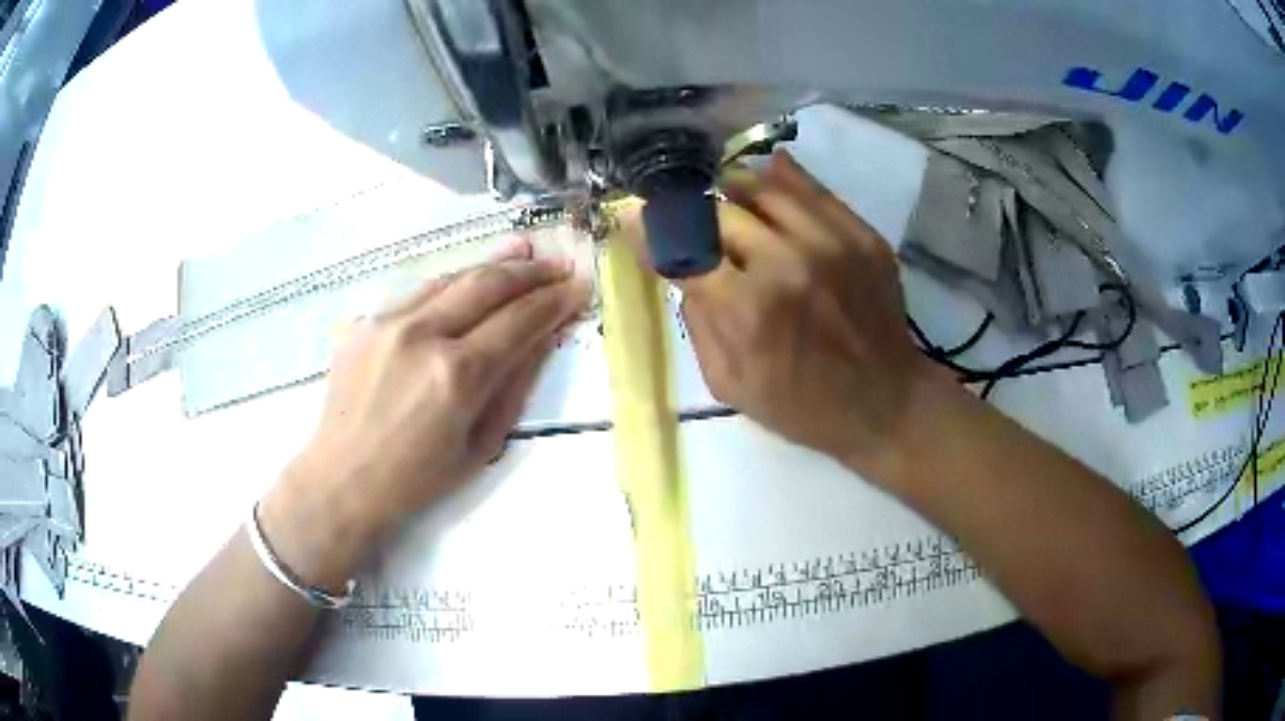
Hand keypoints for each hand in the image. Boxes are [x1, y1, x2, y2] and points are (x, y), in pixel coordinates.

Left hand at [271, 240, 589, 548]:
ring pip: (451, 278)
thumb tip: (542, 338)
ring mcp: (388, 322)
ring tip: (522, 251)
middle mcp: (422, 335)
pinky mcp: (365, 322)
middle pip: (487, 284)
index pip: (518, 321)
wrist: (342, 479)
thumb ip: (514, 386)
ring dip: (491, 264)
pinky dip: (451, 283)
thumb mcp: (480, 445)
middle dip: (530, 271)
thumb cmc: (417, 479)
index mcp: (457, 375)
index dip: (554, 301)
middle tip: (557, 264)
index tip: (578, 287)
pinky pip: (417, 293)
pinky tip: (468, 279)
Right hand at [626, 151, 934, 480]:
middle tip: (689, 223)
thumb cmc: (803, 407)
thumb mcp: (730, 385)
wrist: (886, 403)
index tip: (632, 218)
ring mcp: (831, 243)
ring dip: (733, 191)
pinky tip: (768, 178)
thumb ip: (698, 322)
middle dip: (692, 216)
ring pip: (763, 187)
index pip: (680, 249)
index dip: (649, 231)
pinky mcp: (861, 236)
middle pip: (717, 211)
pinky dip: (782, 180)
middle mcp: (787, 263)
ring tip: (726, 199)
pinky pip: (812, 189)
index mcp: (748, 309)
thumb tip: (682, 269)